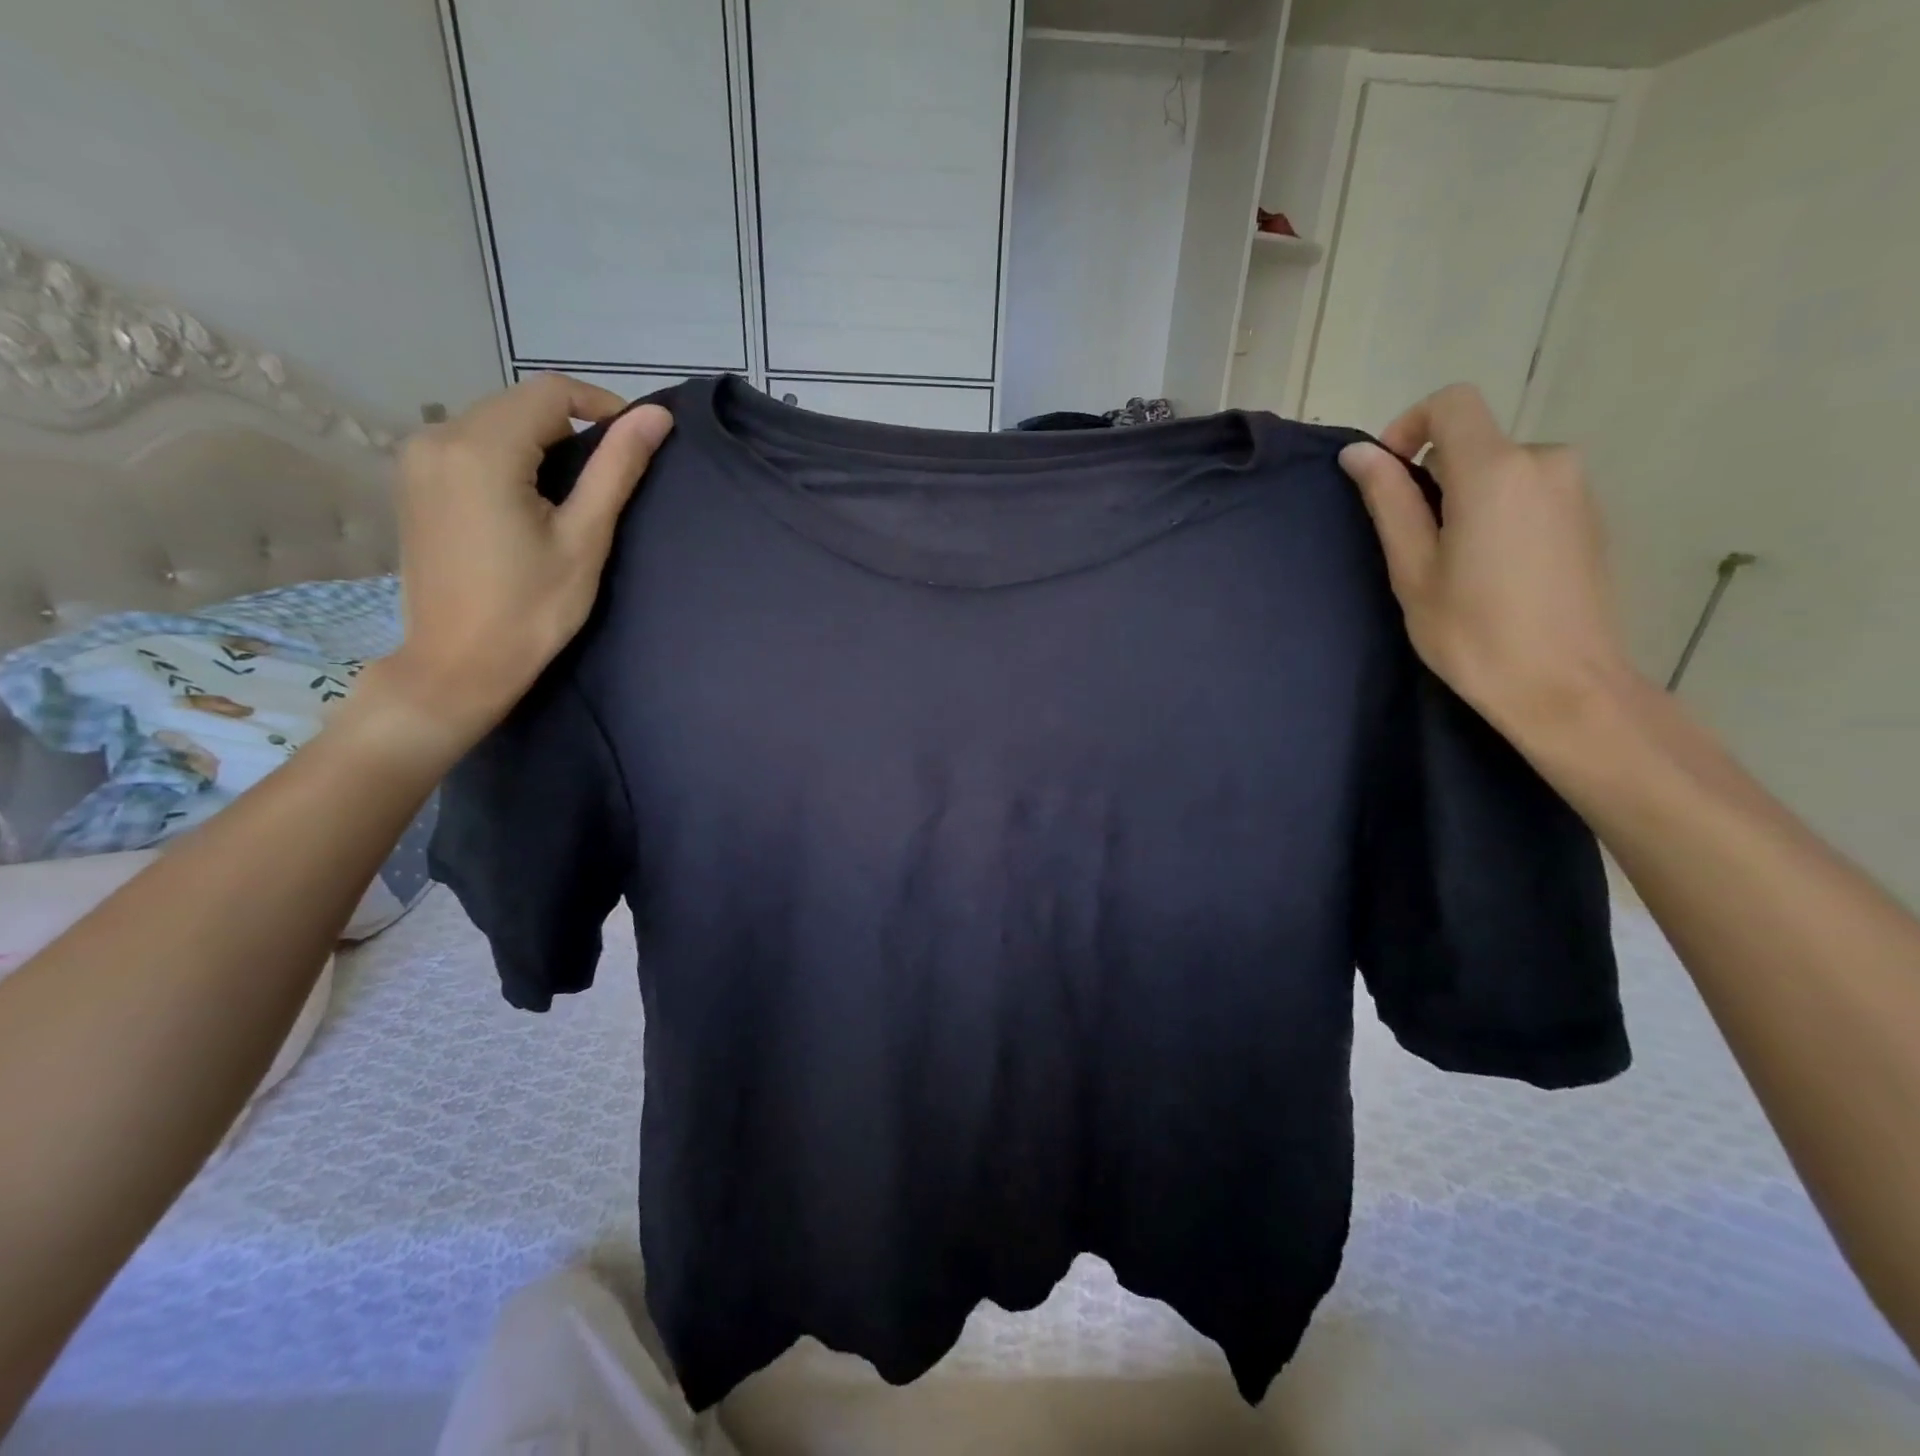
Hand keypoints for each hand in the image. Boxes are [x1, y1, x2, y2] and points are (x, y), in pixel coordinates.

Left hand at [374, 374, 672, 748]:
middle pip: (519, 403)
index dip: (602, 406)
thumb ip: (617, 469)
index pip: (551, 392)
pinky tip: (528, 498)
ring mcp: (417, 457)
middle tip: (608, 474)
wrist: (459, 663)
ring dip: (539, 440)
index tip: (635, 443)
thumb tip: (656, 416)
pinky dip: (508, 455)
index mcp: (482, 448)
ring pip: (494, 420)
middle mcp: (438, 436)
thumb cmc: (532, 608)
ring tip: (572, 491)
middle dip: (571, 425)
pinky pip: (470, 443)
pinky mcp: (412, 480)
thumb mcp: (585, 539)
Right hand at [1337, 384, 1641, 745]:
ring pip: (1500, 469)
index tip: (1386, 477)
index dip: (1408, 426)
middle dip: (1433, 478)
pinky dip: (1498, 512)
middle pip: (1473, 442)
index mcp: (1495, 470)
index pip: (1451, 403)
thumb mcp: (1412, 568)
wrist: (1562, 684)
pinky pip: (1529, 491)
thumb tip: (1358, 453)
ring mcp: (1575, 487)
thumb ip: (1388, 501)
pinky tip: (1491, 570)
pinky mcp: (1588, 514)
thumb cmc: (1471, 631)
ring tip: (1453, 565)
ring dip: (1465, 498)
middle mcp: (1545, 461)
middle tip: (1414, 546)